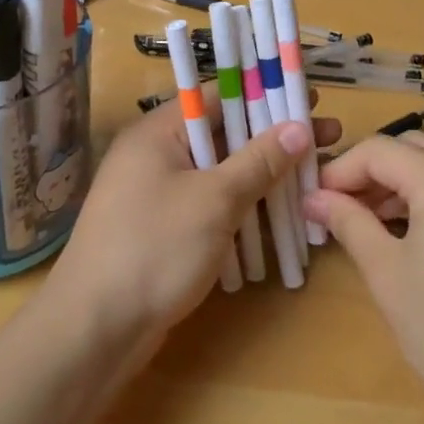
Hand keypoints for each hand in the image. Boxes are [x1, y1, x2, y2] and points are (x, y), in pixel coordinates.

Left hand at [43, 99, 341, 356]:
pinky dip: (243, 207)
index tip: (310, 99)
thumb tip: (300, 127)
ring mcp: (158, 195)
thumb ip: (258, 161)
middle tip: (328, 139)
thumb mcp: (214, 200)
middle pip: (224, 136)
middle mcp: (155, 156)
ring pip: (221, 174)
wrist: (95, 330)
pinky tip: (280, 216)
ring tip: (315, 177)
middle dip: (275, 139)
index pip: (218, 96)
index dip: (266, 93)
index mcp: (157, 133)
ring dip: (264, 176)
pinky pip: (211, 206)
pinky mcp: (164, 230)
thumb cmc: (154, 249)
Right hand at [303, 133, 423, 423]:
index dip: (341, 170)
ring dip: (416, 171)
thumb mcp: (386, 273)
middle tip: (346, 208)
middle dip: (376, 169)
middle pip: (416, 146)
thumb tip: (314, 198)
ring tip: (391, 213)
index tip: (317, 200)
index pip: (380, 151)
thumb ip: (349, 222)